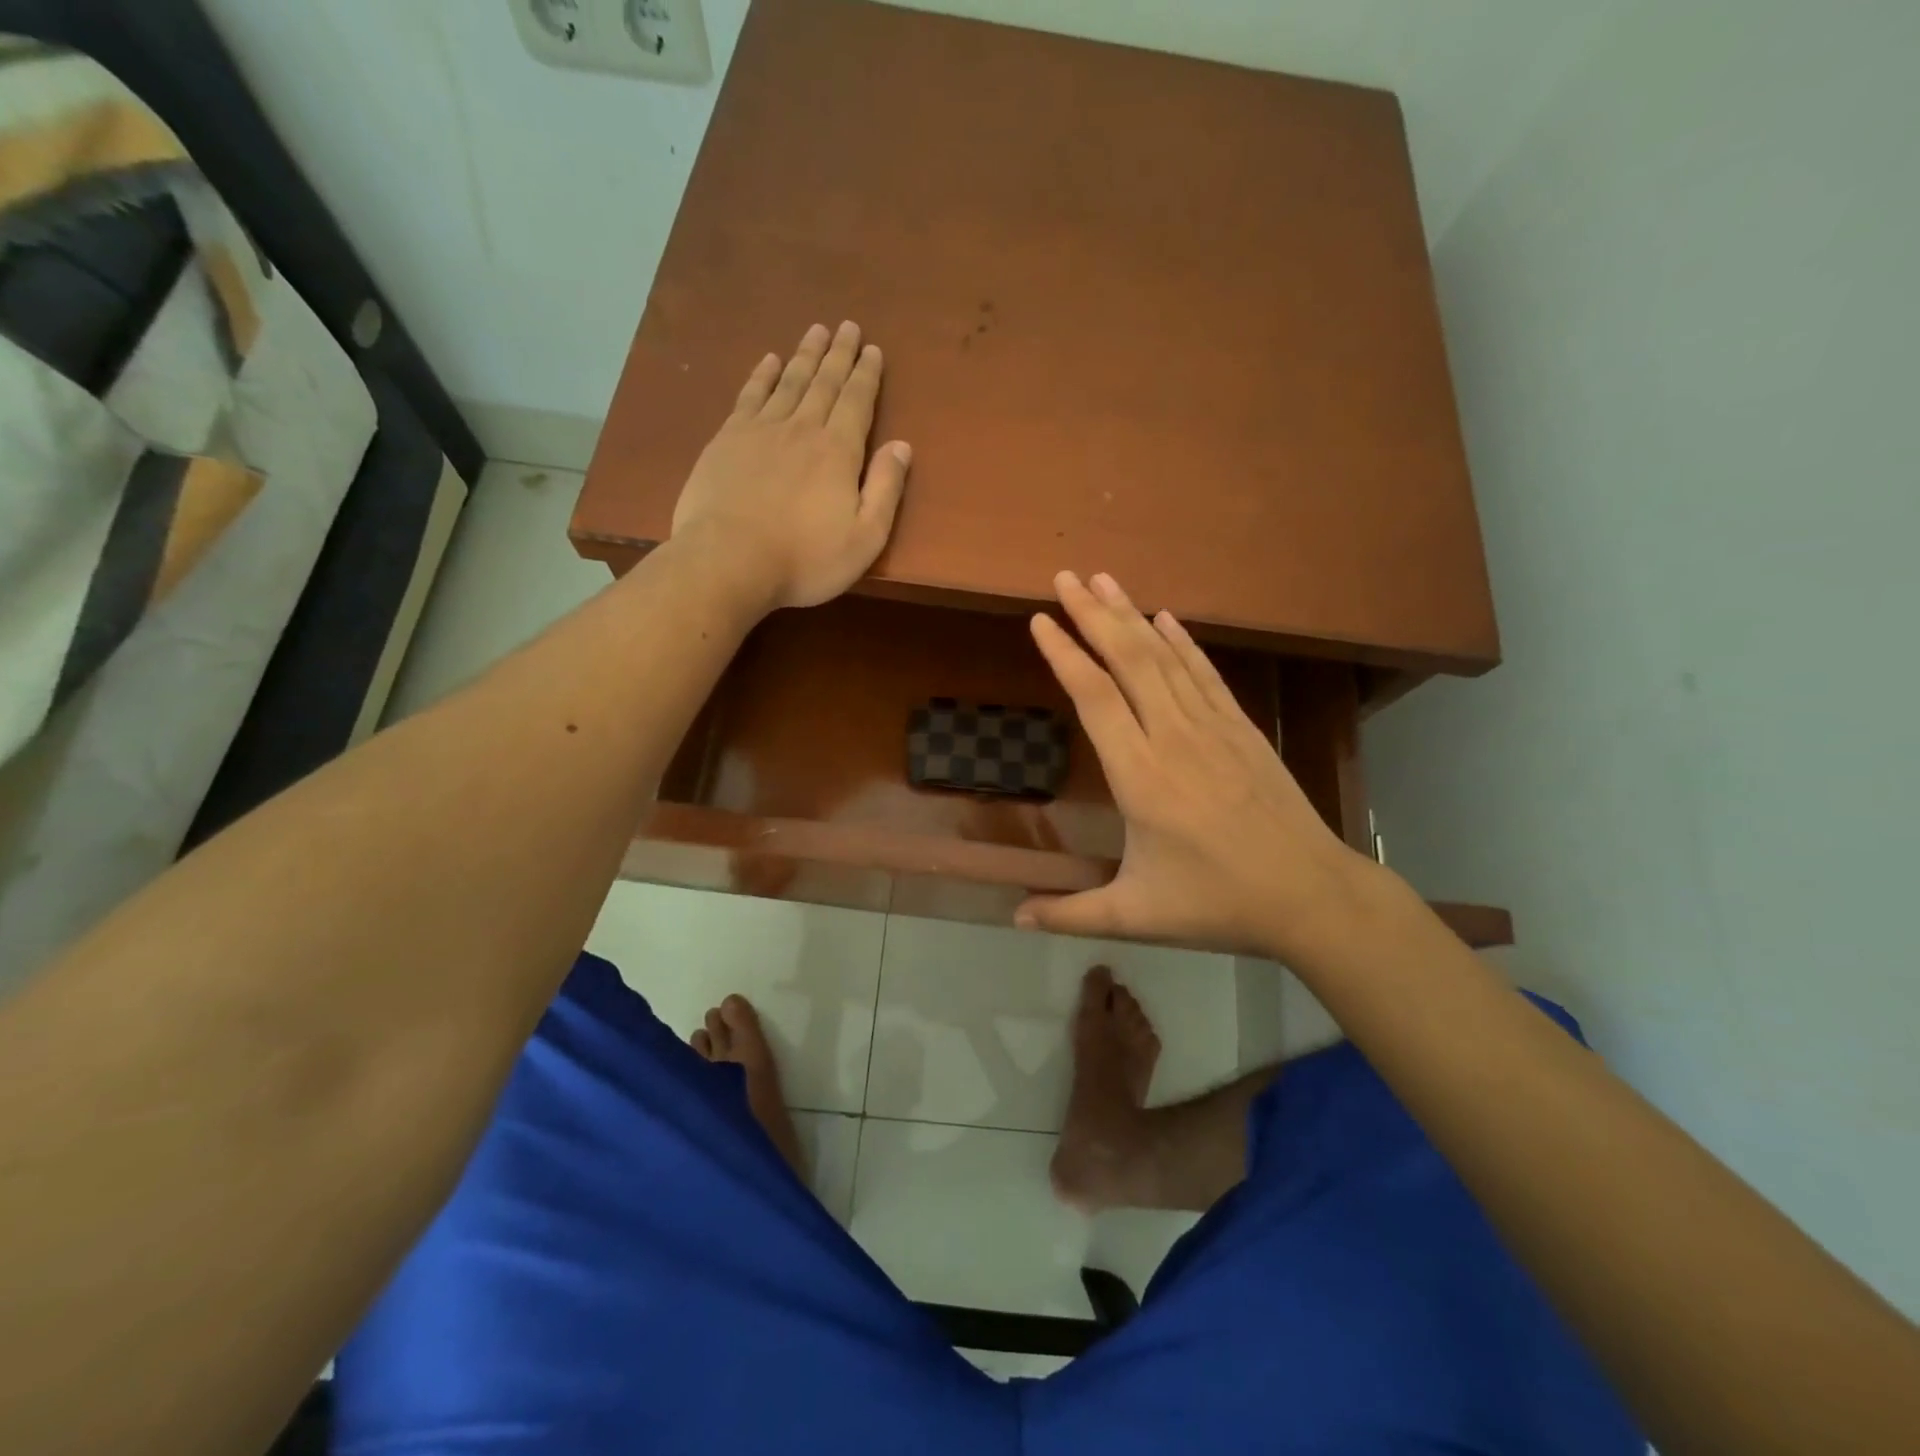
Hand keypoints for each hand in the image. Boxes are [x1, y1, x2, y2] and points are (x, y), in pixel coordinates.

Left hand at [671, 321, 912, 609]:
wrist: (728, 561)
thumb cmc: (805, 560)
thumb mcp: (864, 538)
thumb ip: (886, 490)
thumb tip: (902, 446)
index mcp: (838, 452)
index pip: (857, 402)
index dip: (866, 375)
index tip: (872, 349)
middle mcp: (801, 429)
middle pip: (824, 383)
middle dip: (839, 354)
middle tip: (847, 326)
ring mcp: (760, 430)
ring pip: (789, 382)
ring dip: (805, 355)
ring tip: (816, 331)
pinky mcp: (727, 440)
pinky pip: (750, 396)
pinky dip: (763, 375)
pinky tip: (770, 361)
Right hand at [1019, 571, 1379, 959]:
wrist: (1310, 895)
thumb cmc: (1216, 903)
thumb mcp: (1135, 915)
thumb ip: (1070, 914)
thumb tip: (1013, 920)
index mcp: (1141, 777)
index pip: (1095, 698)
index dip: (1065, 654)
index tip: (1040, 620)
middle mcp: (1174, 738)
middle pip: (1129, 660)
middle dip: (1094, 614)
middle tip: (1066, 576)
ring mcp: (1213, 728)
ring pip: (1166, 658)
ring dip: (1132, 616)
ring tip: (1105, 580)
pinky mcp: (1243, 730)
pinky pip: (1206, 674)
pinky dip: (1183, 642)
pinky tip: (1167, 618)